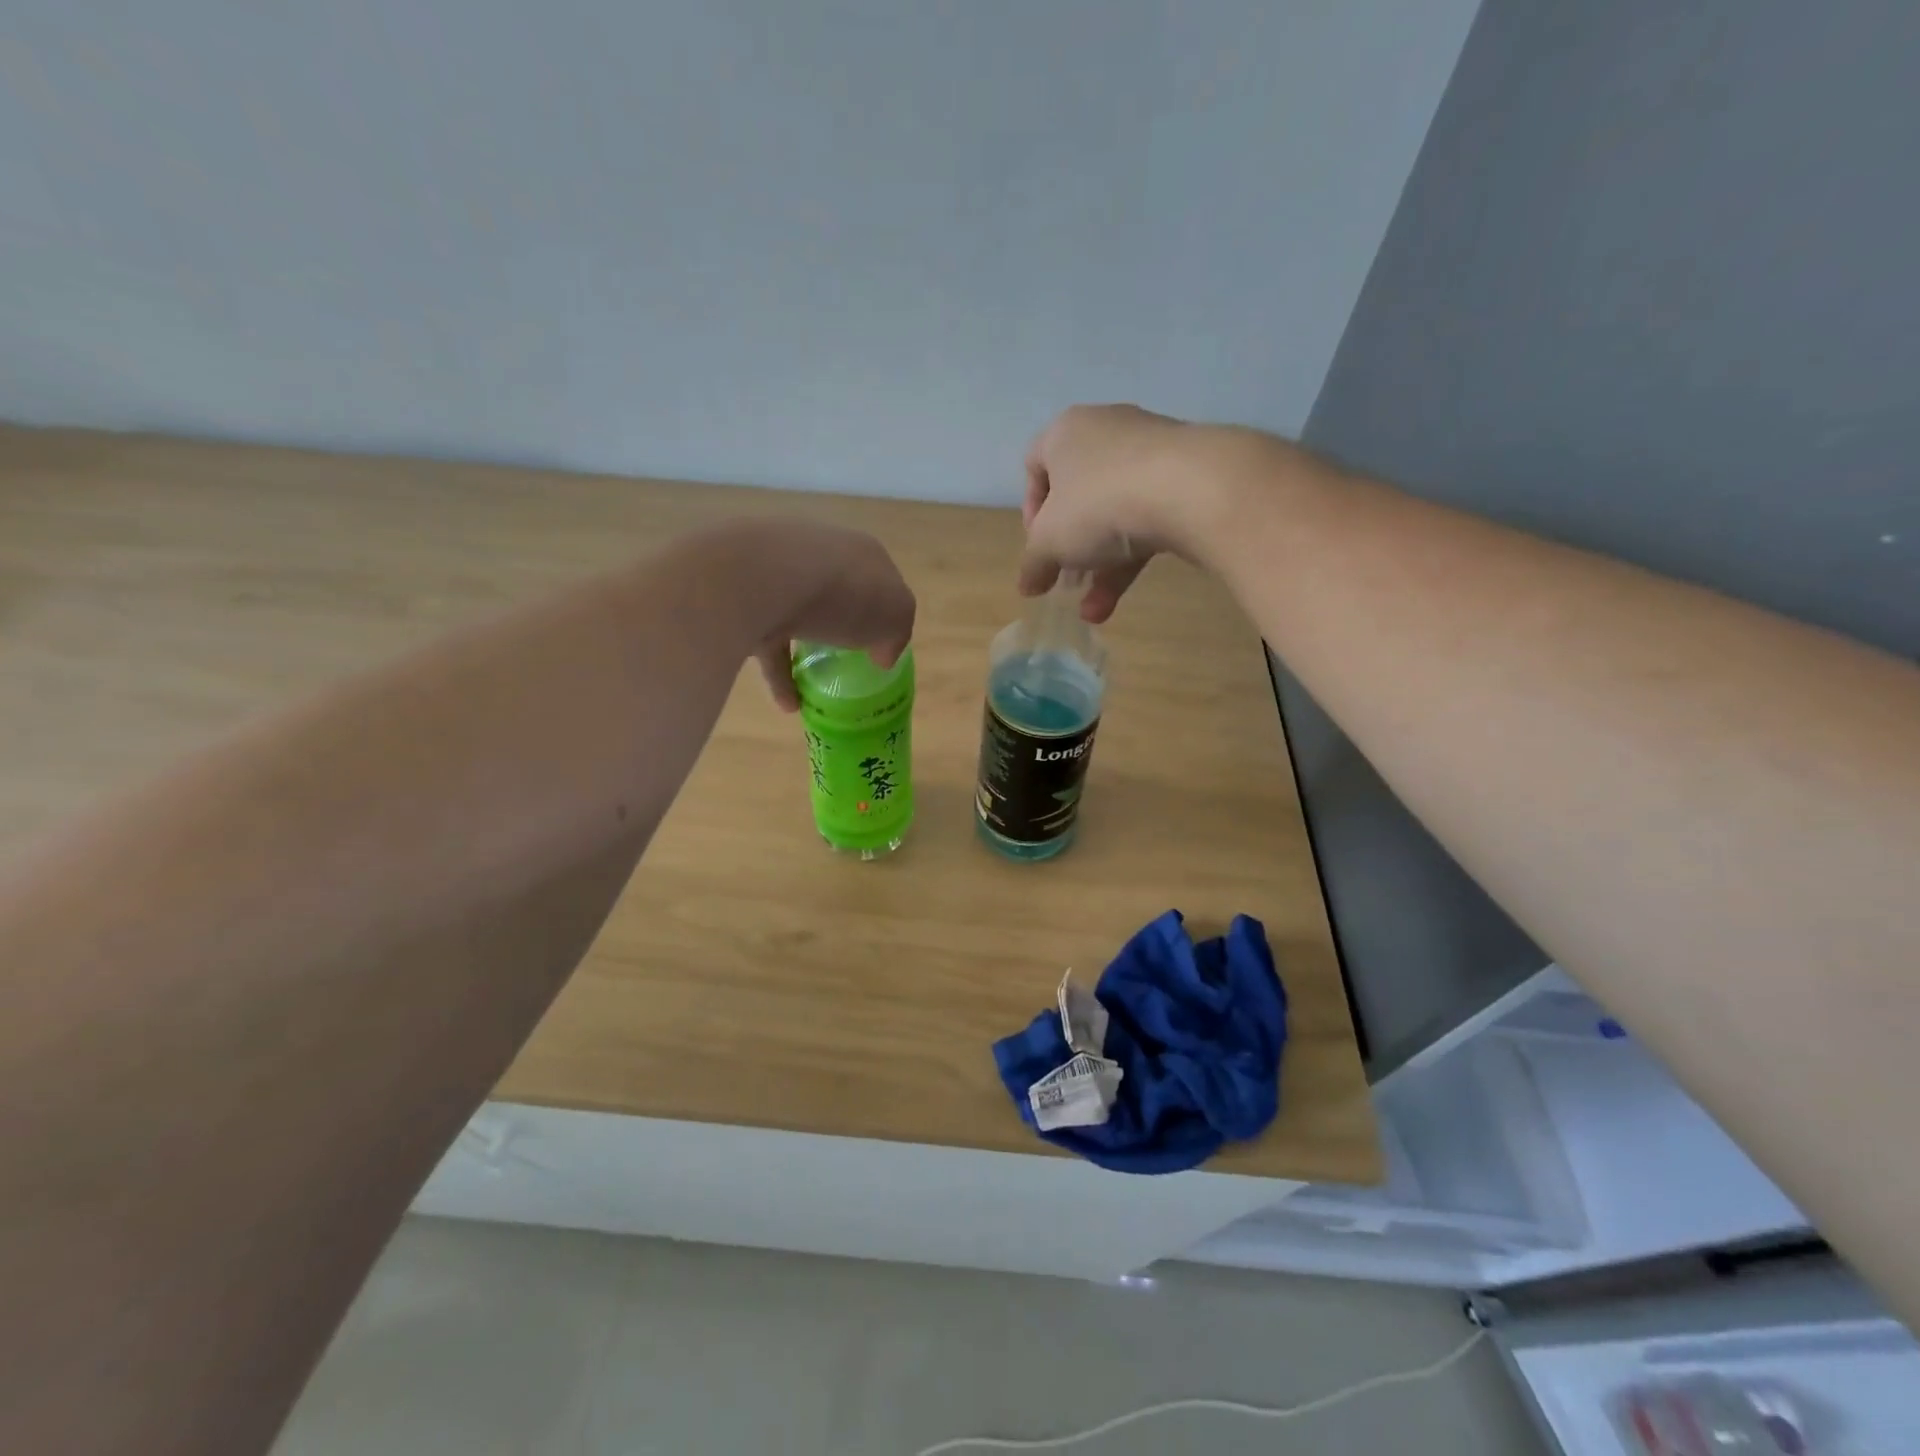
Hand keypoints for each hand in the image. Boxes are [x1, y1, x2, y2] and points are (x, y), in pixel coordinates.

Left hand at [738, 520, 916, 712]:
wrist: (765, 578)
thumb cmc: (846, 593)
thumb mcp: (895, 615)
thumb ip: (896, 633)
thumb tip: (882, 654)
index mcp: (860, 552)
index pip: (879, 583)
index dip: (884, 616)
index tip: (883, 649)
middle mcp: (820, 554)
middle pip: (839, 594)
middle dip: (843, 625)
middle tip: (850, 662)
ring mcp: (778, 574)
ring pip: (799, 617)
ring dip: (807, 654)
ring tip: (818, 693)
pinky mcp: (744, 601)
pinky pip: (768, 642)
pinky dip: (779, 674)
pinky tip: (789, 705)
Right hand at [1017, 404, 1208, 622]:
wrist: (1191, 489)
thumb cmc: (1098, 504)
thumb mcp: (1050, 541)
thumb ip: (1034, 563)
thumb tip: (1027, 586)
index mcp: (1065, 432)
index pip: (1035, 465)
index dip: (1030, 511)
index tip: (1039, 547)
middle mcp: (1107, 431)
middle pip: (1079, 494)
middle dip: (1071, 547)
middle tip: (1067, 581)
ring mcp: (1151, 452)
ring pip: (1115, 512)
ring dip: (1100, 565)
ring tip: (1093, 611)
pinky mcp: (1186, 476)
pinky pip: (1148, 518)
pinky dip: (1131, 557)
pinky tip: (1118, 601)